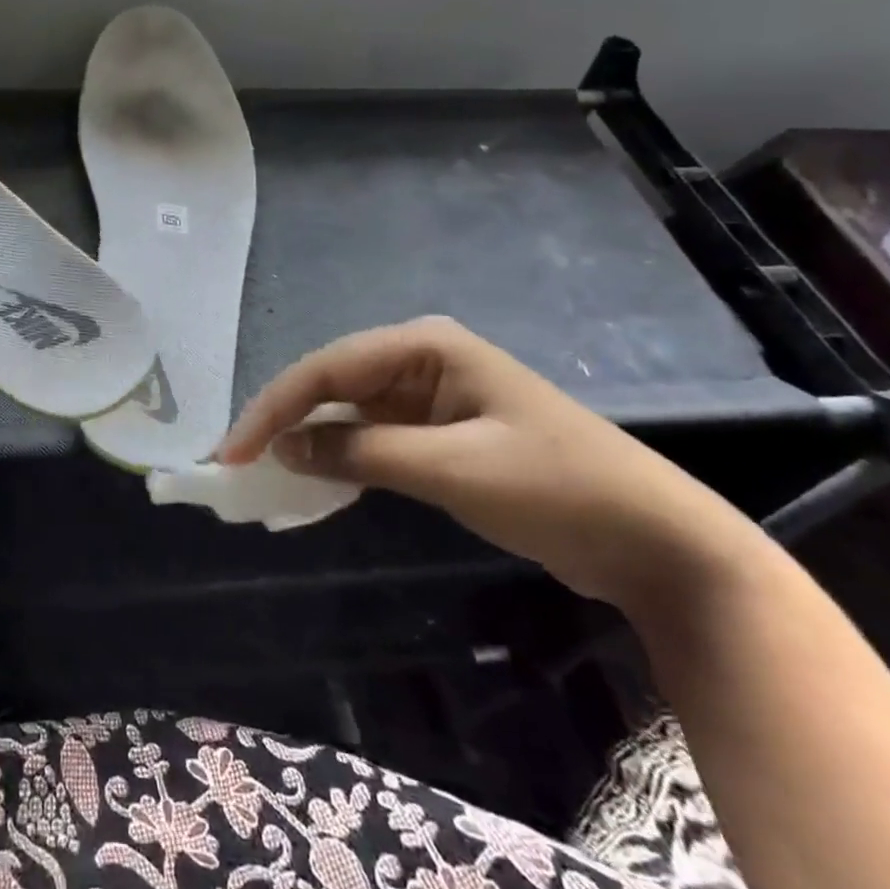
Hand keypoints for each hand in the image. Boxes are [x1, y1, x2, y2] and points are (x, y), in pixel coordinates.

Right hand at [219, 316, 766, 612]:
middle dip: (282, 420)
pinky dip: (340, 458)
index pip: (327, 368)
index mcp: (425, 346)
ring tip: (261, 472)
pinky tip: (312, 480)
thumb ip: (360, 452)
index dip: (273, 408)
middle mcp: (420, 360)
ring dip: (306, 440)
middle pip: (330, 384)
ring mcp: (429, 397)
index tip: (233, 452)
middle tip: (236, 462)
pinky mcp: (438, 434)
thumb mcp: (451, 469)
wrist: (656, 542)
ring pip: (346, 411)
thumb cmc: (557, 488)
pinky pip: (371, 438)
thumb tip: (284, 448)